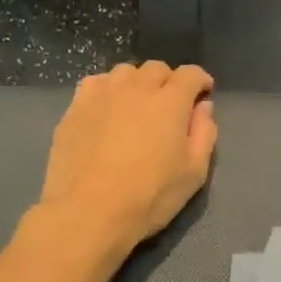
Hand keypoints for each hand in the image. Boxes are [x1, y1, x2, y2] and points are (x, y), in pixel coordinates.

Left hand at [37, 62, 217, 251]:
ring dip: (137, 83)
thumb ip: (204, 133)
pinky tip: (107, 109)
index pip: (190, 74)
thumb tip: (203, 106)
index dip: (200, 80)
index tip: (203, 93)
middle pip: (156, 69)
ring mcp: (102, 95)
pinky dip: (107, 89)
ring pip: (124, 72)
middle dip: (169, 81)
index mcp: (170, 102)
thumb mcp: (194, 172)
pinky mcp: (75, 108)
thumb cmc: (150, 196)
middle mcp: (136, 88)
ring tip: (137, 105)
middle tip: (170, 105)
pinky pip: (95, 84)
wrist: (89, 212)